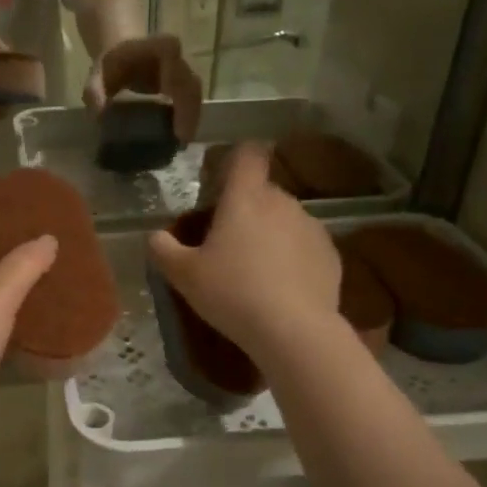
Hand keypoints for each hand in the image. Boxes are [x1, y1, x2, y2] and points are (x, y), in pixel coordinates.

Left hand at [83, 36, 203, 142]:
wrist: (122, 58)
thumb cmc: (110, 66)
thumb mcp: (95, 77)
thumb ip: (94, 93)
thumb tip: (100, 117)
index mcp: (154, 46)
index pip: (170, 51)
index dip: (172, 74)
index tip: (168, 101)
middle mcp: (175, 58)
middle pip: (189, 80)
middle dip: (188, 109)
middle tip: (180, 138)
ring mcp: (184, 73)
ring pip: (195, 95)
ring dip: (191, 119)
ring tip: (181, 143)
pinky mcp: (186, 89)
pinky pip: (193, 104)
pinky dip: (188, 121)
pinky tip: (180, 139)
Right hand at [147, 143, 340, 359]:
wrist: (293, 331)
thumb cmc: (232, 293)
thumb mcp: (184, 276)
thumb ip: (164, 250)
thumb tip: (156, 237)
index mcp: (245, 198)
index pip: (247, 155)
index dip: (236, 160)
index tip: (224, 179)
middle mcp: (282, 203)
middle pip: (263, 192)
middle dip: (246, 210)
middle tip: (226, 243)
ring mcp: (311, 228)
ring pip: (285, 220)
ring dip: (270, 235)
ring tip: (255, 272)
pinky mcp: (331, 255)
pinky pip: (304, 248)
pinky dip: (293, 260)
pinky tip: (281, 289)